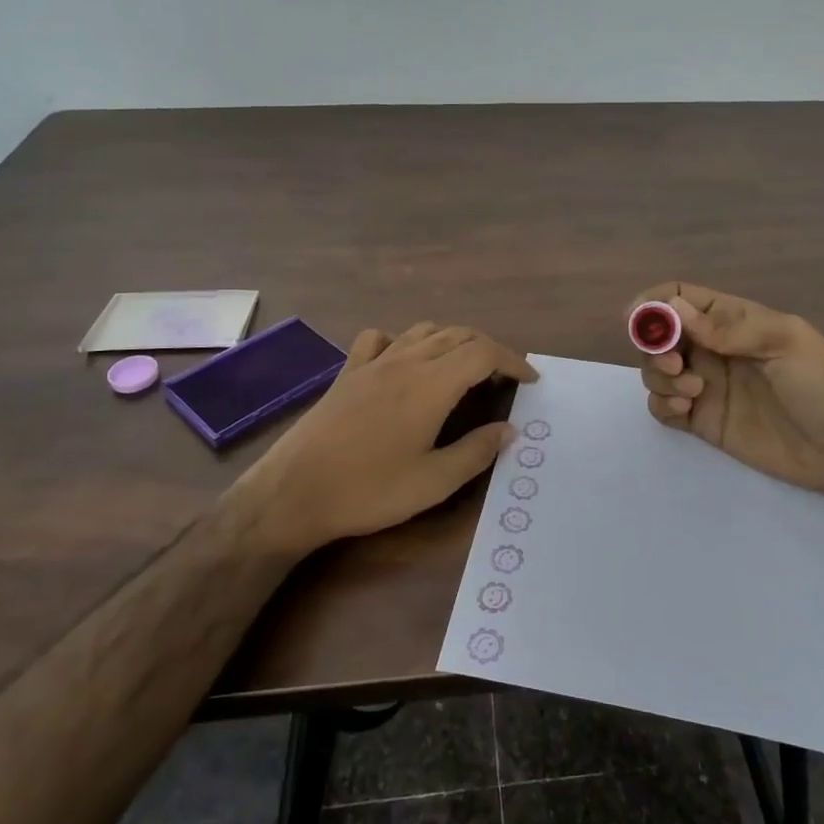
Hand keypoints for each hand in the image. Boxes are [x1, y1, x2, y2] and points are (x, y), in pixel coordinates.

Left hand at [241, 323, 537, 554]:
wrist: (294, 492)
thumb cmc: (369, 490)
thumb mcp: (434, 482)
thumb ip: (476, 451)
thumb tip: (509, 429)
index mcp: (431, 384)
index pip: (483, 352)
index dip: (511, 360)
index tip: (529, 381)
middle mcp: (405, 362)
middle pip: (457, 334)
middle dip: (488, 349)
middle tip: (503, 378)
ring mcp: (372, 363)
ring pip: (422, 331)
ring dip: (452, 341)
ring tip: (463, 367)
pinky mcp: (347, 373)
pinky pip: (379, 339)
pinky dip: (402, 341)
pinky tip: (403, 362)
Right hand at [633, 283, 823, 496]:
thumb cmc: (821, 383)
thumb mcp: (784, 341)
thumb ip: (728, 327)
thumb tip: (673, 310)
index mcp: (732, 321)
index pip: (680, 298)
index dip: (654, 304)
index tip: (637, 320)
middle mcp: (713, 350)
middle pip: (660, 335)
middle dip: (654, 345)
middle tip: (675, 365)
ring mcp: (707, 386)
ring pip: (656, 371)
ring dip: (659, 376)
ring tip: (693, 391)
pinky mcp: (704, 422)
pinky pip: (664, 408)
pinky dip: (662, 405)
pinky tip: (686, 410)